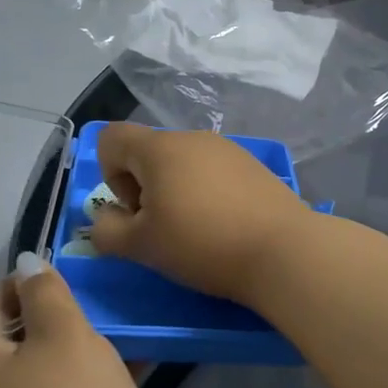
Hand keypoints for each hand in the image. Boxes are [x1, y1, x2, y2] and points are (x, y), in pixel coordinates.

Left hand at [0, 256, 156, 387]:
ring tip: (124, 321)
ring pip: (48, 361)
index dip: (32, 280)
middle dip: (62, 311)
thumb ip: (45, 291)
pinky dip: (93, 372)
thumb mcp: (63, 333)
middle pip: (20, 331)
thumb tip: (28, 263)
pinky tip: (136, 355)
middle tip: (104, 298)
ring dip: (83, 340)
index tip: (76, 275)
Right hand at [88, 124, 314, 302]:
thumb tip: (105, 218)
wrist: (282, 250)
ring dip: (176, 192)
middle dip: (144, 188)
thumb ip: (106, 231)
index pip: (111, 138)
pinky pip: (213, 172)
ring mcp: (228, 149)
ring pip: (183, 163)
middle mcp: (192, 137)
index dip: (109, 174)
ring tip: (196, 231)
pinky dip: (207, 193)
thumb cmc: (202, 244)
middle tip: (163, 229)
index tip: (134, 210)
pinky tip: (225, 226)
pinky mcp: (253, 165)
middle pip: (149, 152)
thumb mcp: (141, 247)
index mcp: (159, 148)